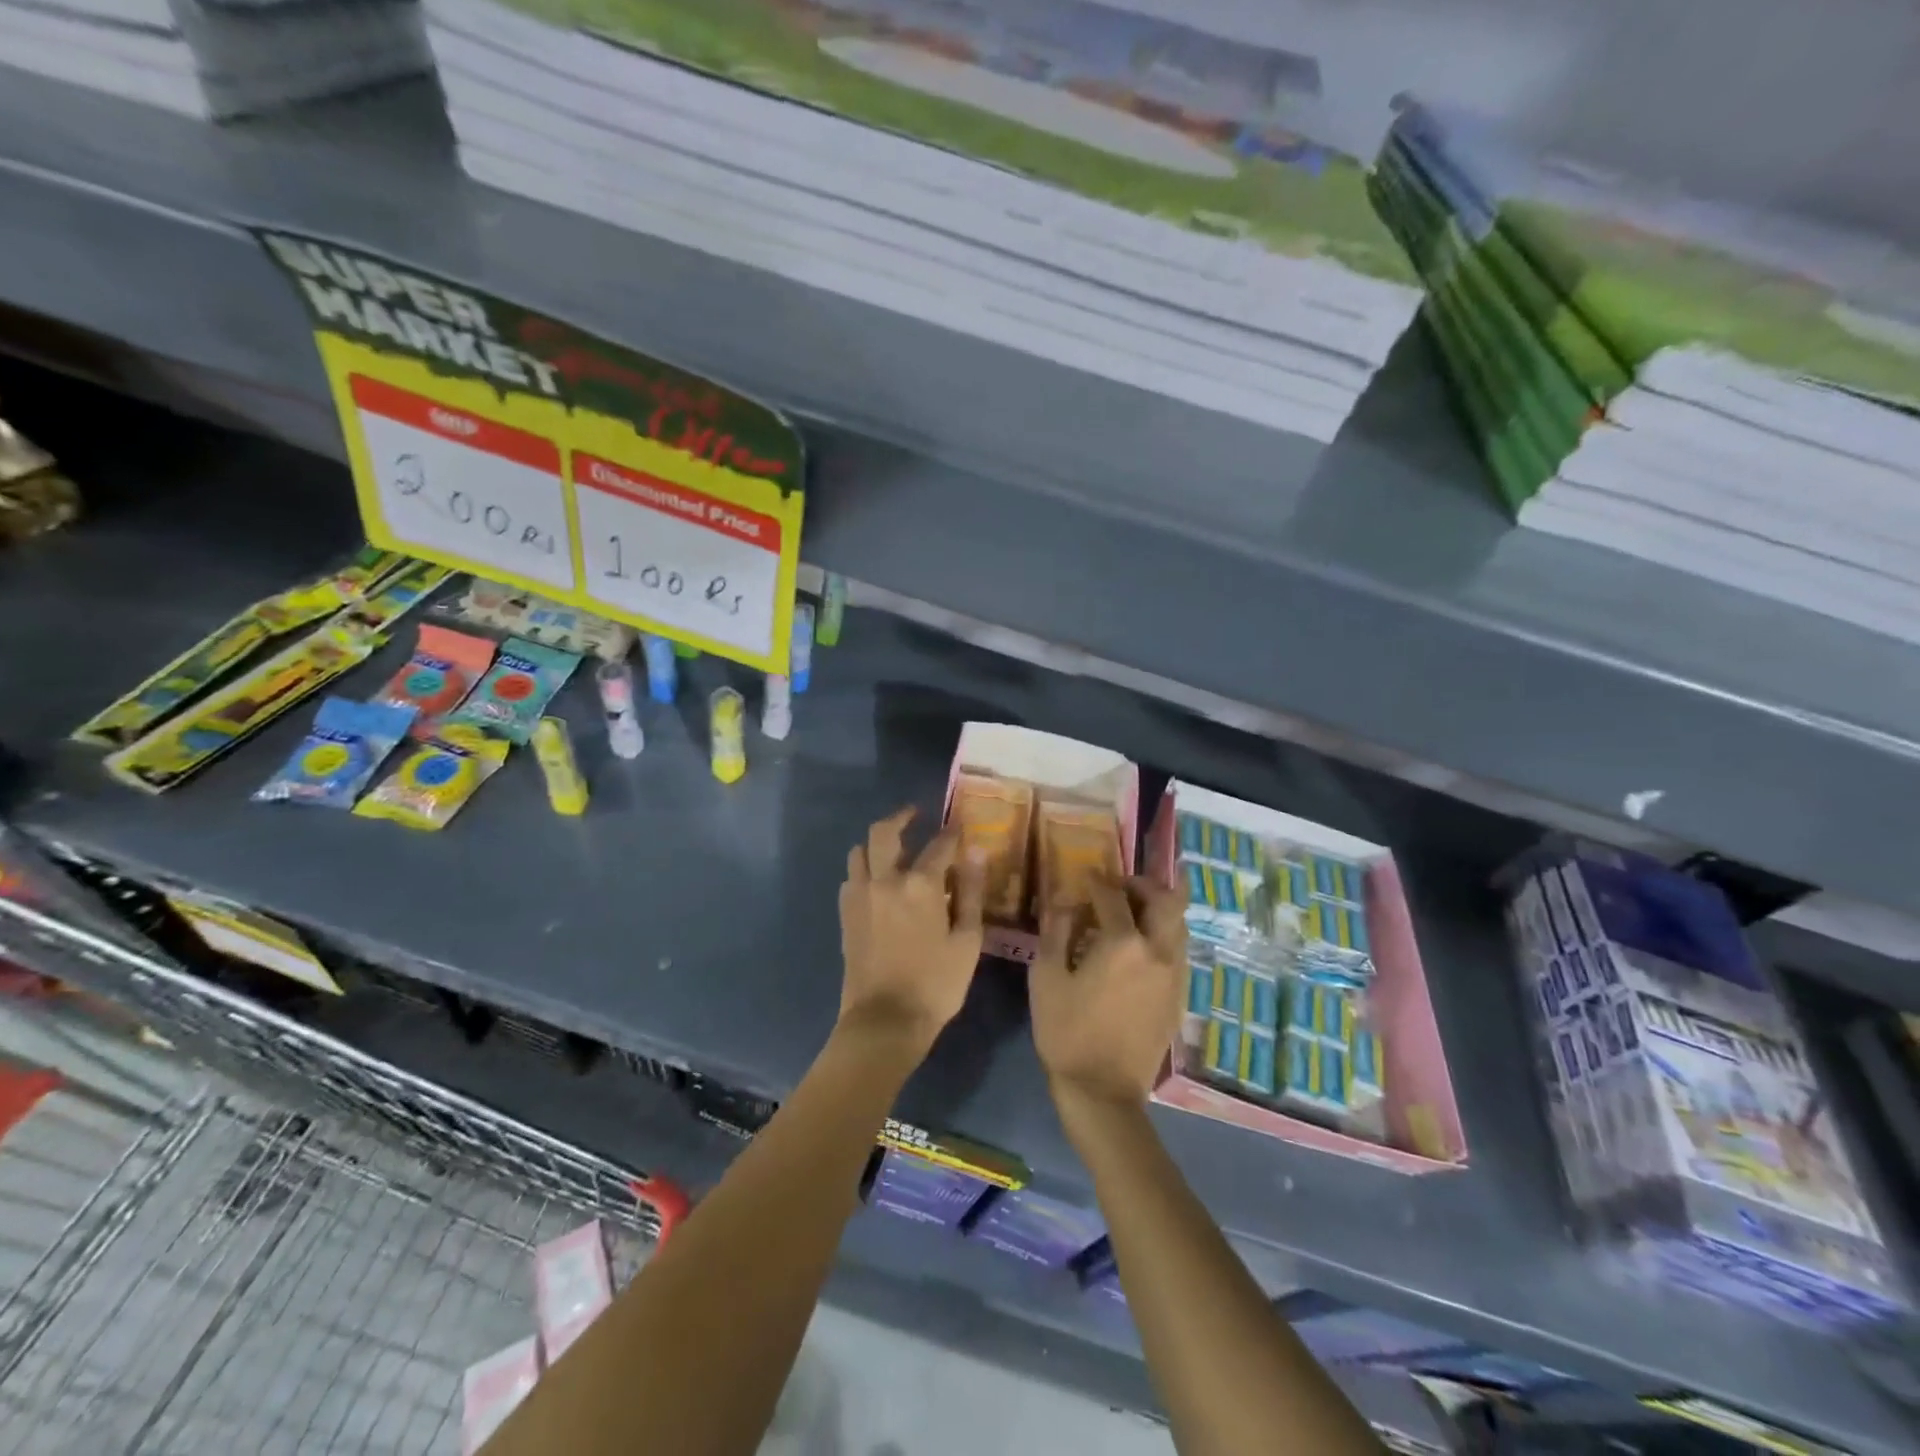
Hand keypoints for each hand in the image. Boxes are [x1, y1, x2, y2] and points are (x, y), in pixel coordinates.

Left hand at [838, 806, 985, 1051]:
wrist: (884, 1021)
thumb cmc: (936, 984)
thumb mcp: (967, 940)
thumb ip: (971, 892)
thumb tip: (975, 852)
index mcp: (920, 884)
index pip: (939, 844)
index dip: (952, 832)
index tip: (960, 827)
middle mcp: (885, 880)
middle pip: (884, 832)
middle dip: (901, 817)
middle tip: (914, 815)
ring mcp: (860, 896)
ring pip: (860, 851)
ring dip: (876, 843)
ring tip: (893, 848)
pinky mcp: (846, 914)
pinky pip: (850, 878)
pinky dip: (863, 870)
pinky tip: (876, 882)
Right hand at [1031, 875, 1187, 1120]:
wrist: (1103, 1092)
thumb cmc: (1066, 1033)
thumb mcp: (1046, 978)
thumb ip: (1056, 932)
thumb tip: (1065, 903)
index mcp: (1122, 943)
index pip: (1113, 895)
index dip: (1098, 881)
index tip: (1087, 876)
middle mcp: (1157, 951)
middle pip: (1166, 900)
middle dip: (1144, 884)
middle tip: (1122, 886)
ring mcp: (1174, 974)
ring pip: (1179, 924)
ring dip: (1160, 908)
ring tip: (1136, 910)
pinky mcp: (1180, 996)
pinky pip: (1179, 950)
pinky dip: (1165, 934)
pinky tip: (1144, 945)